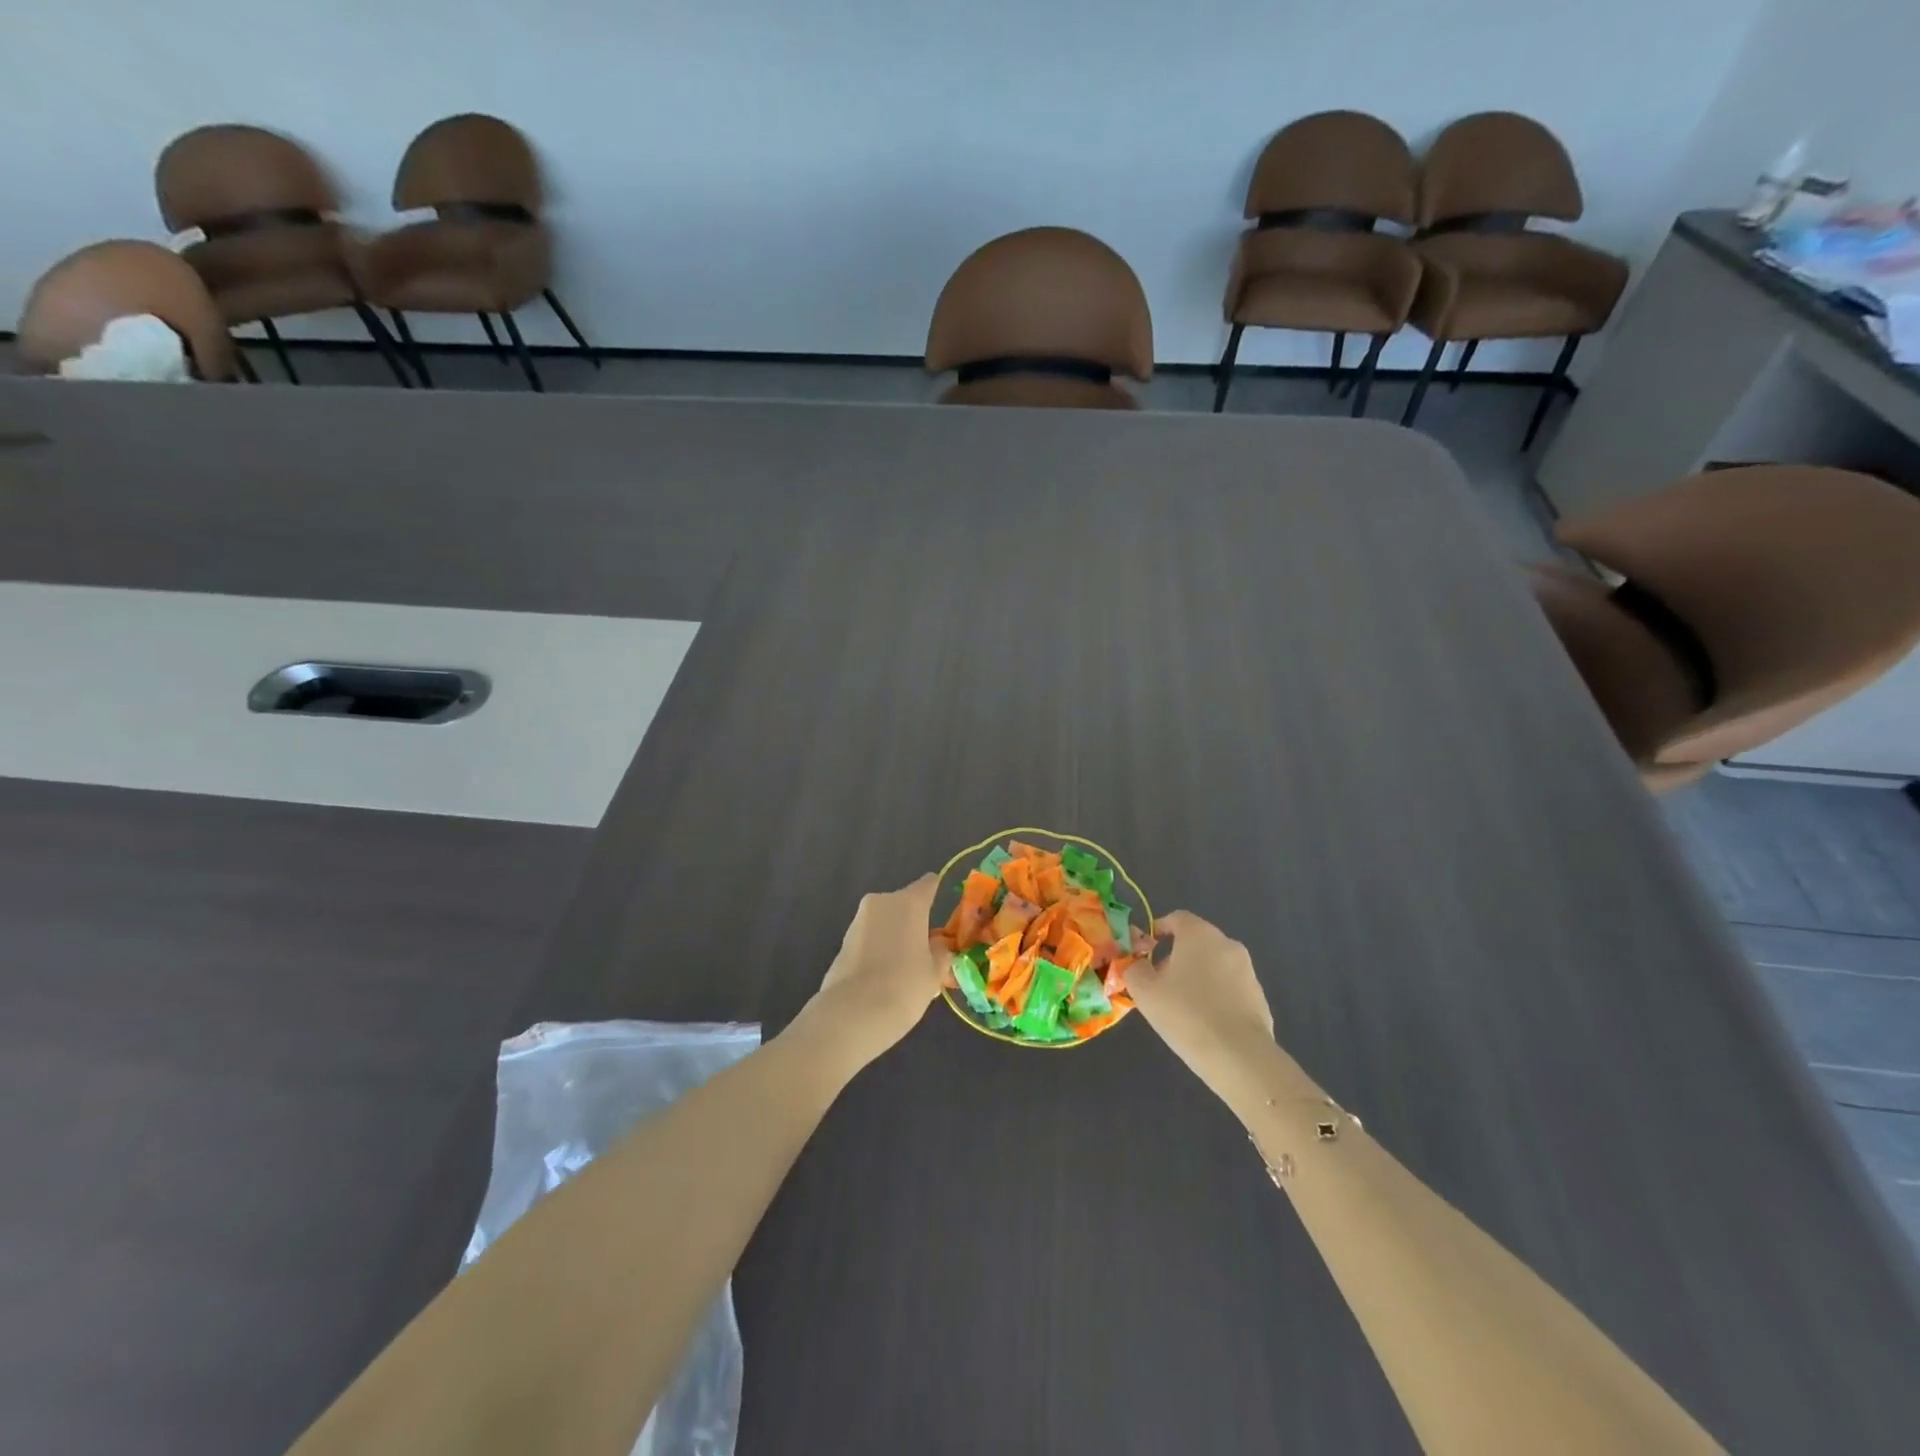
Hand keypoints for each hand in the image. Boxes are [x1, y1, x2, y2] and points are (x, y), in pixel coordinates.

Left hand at [807, 875, 947, 1062]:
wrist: (852, 1015)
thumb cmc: (904, 986)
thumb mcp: (935, 972)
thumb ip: (940, 952)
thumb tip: (937, 944)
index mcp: (909, 902)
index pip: (928, 884)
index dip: (937, 892)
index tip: (945, 908)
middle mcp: (881, 902)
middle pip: (904, 904)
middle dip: (915, 922)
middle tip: (926, 951)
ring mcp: (858, 921)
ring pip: (885, 922)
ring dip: (895, 937)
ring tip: (905, 970)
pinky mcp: (842, 943)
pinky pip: (869, 940)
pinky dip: (878, 951)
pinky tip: (884, 978)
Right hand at [1127, 910, 1276, 1083]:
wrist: (1239, 1056)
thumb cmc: (1185, 1013)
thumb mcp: (1144, 991)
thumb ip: (1134, 968)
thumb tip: (1137, 964)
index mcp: (1199, 934)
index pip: (1177, 918)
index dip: (1158, 930)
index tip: (1145, 951)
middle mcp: (1227, 944)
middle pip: (1196, 942)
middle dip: (1176, 956)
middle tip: (1159, 983)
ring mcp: (1248, 971)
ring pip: (1214, 965)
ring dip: (1197, 977)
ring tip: (1182, 1007)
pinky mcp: (1259, 997)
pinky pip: (1230, 989)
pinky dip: (1216, 997)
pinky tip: (1205, 1023)